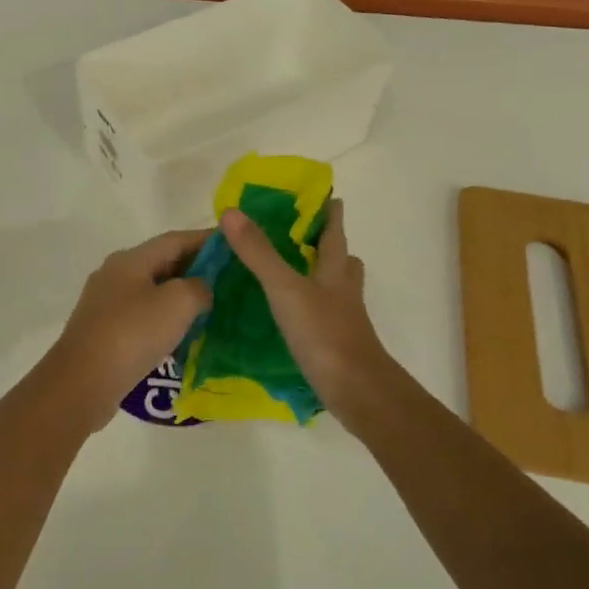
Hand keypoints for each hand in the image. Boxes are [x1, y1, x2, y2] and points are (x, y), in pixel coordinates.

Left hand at [45, 229, 212, 430]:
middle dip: (197, 269)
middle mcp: (115, 274)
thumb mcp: (177, 303)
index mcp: (131, 259)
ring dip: (181, 297)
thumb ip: (198, 287)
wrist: (82, 383)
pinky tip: (184, 335)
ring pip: (153, 292)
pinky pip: (143, 317)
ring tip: (213, 308)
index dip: (207, 240)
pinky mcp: (104, 332)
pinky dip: (166, 320)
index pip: (176, 239)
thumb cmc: (132, 334)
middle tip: (230, 281)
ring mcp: (106, 304)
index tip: (235, 245)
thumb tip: (201, 289)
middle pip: (163, 263)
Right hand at [221, 199, 394, 426]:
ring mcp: (345, 320)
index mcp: (335, 271)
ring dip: (323, 279)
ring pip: (338, 290)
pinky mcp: (338, 346)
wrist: (357, 391)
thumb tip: (231, 212)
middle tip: (308, 237)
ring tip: (298, 275)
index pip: (335, 233)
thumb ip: (259, 253)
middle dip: (330, 247)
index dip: (331, 214)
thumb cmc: (324, 333)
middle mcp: (344, 291)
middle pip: (343, 261)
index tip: (329, 197)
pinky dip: (313, 310)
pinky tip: (293, 317)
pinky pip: (326, 318)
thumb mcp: (285, 288)